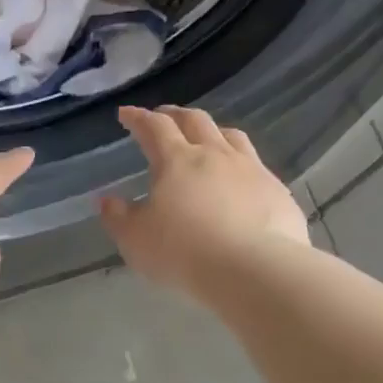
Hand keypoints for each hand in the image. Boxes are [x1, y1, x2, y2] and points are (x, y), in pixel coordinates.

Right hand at [99, 106, 309, 303]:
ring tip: (205, 137)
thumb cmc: (182, 251)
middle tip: (163, 116)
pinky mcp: (277, 191)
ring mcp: (251, 170)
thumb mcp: (135, 239)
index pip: (154, 128)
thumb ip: (118, 217)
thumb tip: (106, 200)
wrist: (253, 269)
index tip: (126, 113)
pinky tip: (239, 179)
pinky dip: (240, 163)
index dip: (138, 118)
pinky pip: (256, 165)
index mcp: (177, 160)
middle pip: (195, 121)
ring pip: (231, 136)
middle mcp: (215, 155)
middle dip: (175, 115)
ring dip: (213, 131)